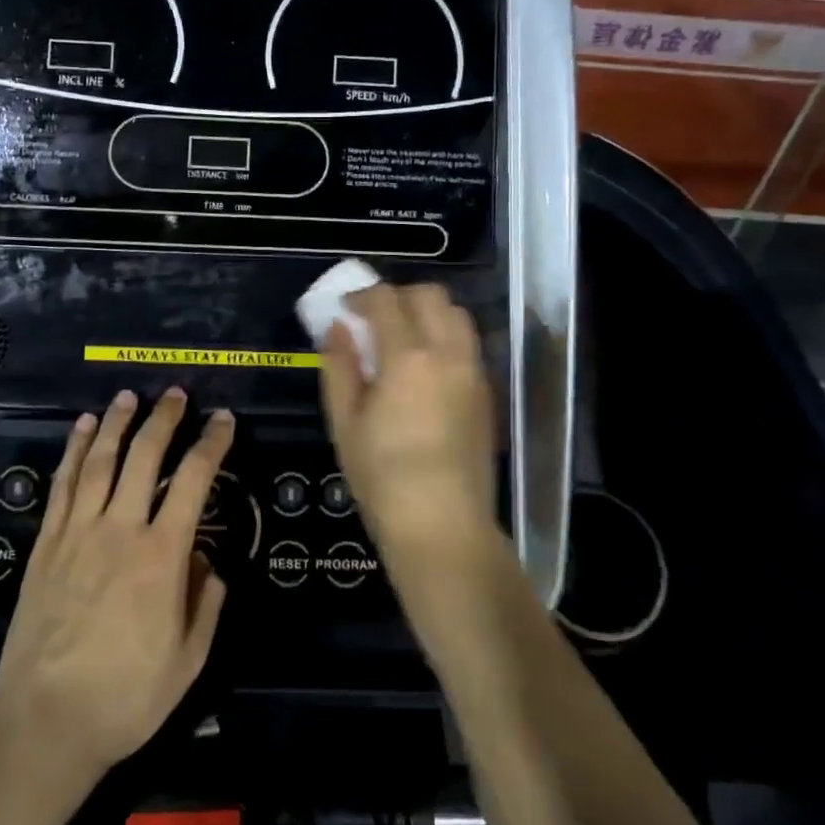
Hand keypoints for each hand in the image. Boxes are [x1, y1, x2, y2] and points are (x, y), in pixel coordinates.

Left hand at [0, 388, 232, 780]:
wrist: (44, 727)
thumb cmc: (125, 699)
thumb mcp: (188, 662)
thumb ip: (206, 604)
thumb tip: (207, 561)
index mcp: (161, 557)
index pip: (193, 481)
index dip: (211, 444)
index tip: (223, 420)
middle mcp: (120, 531)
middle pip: (143, 457)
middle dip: (163, 419)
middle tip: (176, 393)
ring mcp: (77, 534)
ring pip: (99, 461)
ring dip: (116, 423)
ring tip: (128, 396)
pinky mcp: (46, 546)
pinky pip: (61, 486)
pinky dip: (72, 451)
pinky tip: (81, 428)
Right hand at [318, 283, 496, 563]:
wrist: (443, 528)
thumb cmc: (382, 478)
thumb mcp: (345, 423)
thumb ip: (340, 367)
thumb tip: (338, 328)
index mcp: (408, 358)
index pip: (385, 300)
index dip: (361, 296)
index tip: (344, 309)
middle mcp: (448, 353)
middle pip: (429, 295)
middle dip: (397, 296)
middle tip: (373, 319)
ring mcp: (474, 372)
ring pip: (456, 314)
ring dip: (426, 312)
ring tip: (402, 339)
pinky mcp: (487, 393)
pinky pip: (467, 343)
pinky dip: (445, 336)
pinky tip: (425, 367)